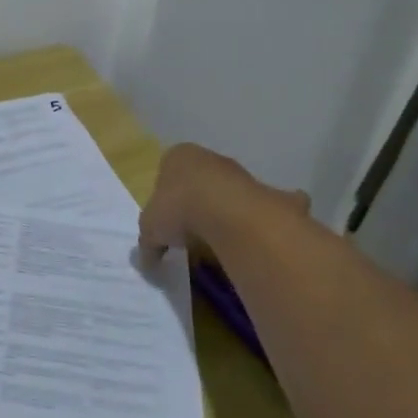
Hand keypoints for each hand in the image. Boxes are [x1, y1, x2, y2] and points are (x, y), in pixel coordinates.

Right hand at [139, 141, 305, 255]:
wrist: (231, 214)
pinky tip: (258, 238)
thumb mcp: (150, 229)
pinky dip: (264, 220)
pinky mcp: (268, 194)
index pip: (167, 169)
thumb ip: (148, 242)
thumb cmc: (180, 209)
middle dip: (196, 201)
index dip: (164, 195)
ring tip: (219, 241)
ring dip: (227, 209)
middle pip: (200, 179)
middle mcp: (211, 158)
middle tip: (190, 232)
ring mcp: (242, 175)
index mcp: (178, 157)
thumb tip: (148, 260)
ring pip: (231, 191)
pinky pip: (264, 207)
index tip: (165, 220)